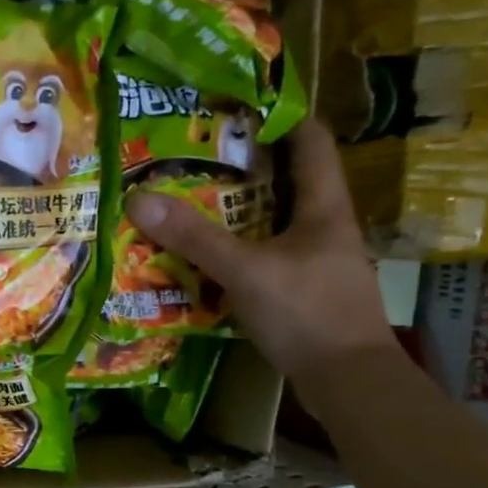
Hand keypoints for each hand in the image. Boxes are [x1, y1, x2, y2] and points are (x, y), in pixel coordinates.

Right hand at [124, 114, 394, 386]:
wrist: (349, 382)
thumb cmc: (307, 314)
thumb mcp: (245, 271)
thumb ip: (194, 237)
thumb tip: (139, 199)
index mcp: (324, 206)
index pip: (311, 140)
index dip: (280, 115)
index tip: (235, 105)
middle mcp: (325, 225)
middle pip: (287, 178)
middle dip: (244, 164)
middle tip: (195, 154)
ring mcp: (317, 259)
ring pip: (275, 218)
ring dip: (238, 208)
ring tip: (192, 199)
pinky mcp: (304, 289)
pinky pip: (267, 253)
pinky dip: (239, 246)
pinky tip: (208, 254)